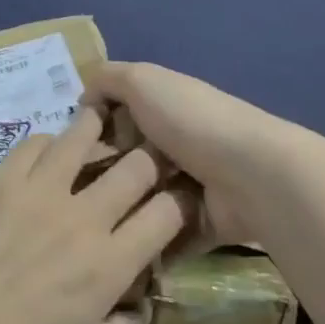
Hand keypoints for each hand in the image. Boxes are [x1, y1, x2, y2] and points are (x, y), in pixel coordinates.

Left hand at [0, 105, 188, 323]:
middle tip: (145, 158)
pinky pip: (33, 144)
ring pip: (82, 138)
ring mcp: (37, 191)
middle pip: (135, 166)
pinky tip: (48, 150)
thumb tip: (134, 314)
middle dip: (151, 157)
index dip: (181, 201)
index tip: (178, 198)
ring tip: (101, 123)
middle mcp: (81, 218)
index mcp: (108, 266)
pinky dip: (49, 142)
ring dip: (98, 130)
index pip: (166, 215)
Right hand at [89, 60, 289, 248]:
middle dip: (104, 172)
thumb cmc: (190, 120)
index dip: (95, 126)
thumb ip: (107, 79)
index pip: (118, 114)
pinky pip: (163, 234)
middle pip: (127, 158)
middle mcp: (177, 143)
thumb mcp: (141, 80)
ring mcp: (190, 185)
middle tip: (81, 188)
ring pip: (141, 198)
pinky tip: (116, 245)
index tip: (74, 143)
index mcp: (165, 105)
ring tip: (95, 220)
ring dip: (122, 208)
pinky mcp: (198, 223)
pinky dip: (145, 241)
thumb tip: (85, 99)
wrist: (250, 176)